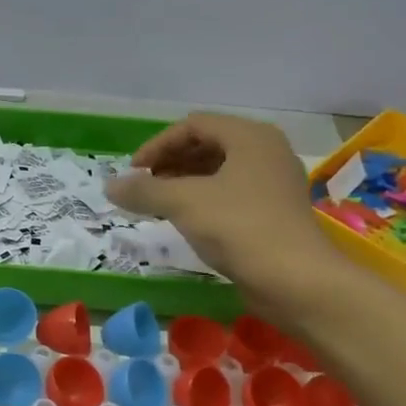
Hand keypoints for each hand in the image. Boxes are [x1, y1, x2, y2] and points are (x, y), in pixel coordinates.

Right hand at [107, 113, 346, 313]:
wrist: (295, 280)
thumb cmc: (239, 227)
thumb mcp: (183, 203)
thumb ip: (143, 190)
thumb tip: (109, 186)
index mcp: (250, 136)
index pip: (194, 125)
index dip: (157, 145)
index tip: (133, 173)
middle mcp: (266, 151)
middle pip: (208, 145)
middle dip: (170, 162)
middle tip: (144, 186)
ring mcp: (274, 182)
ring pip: (220, 170)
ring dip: (185, 182)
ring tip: (159, 203)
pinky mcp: (275, 212)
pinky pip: (232, 193)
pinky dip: (204, 199)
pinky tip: (187, 220)